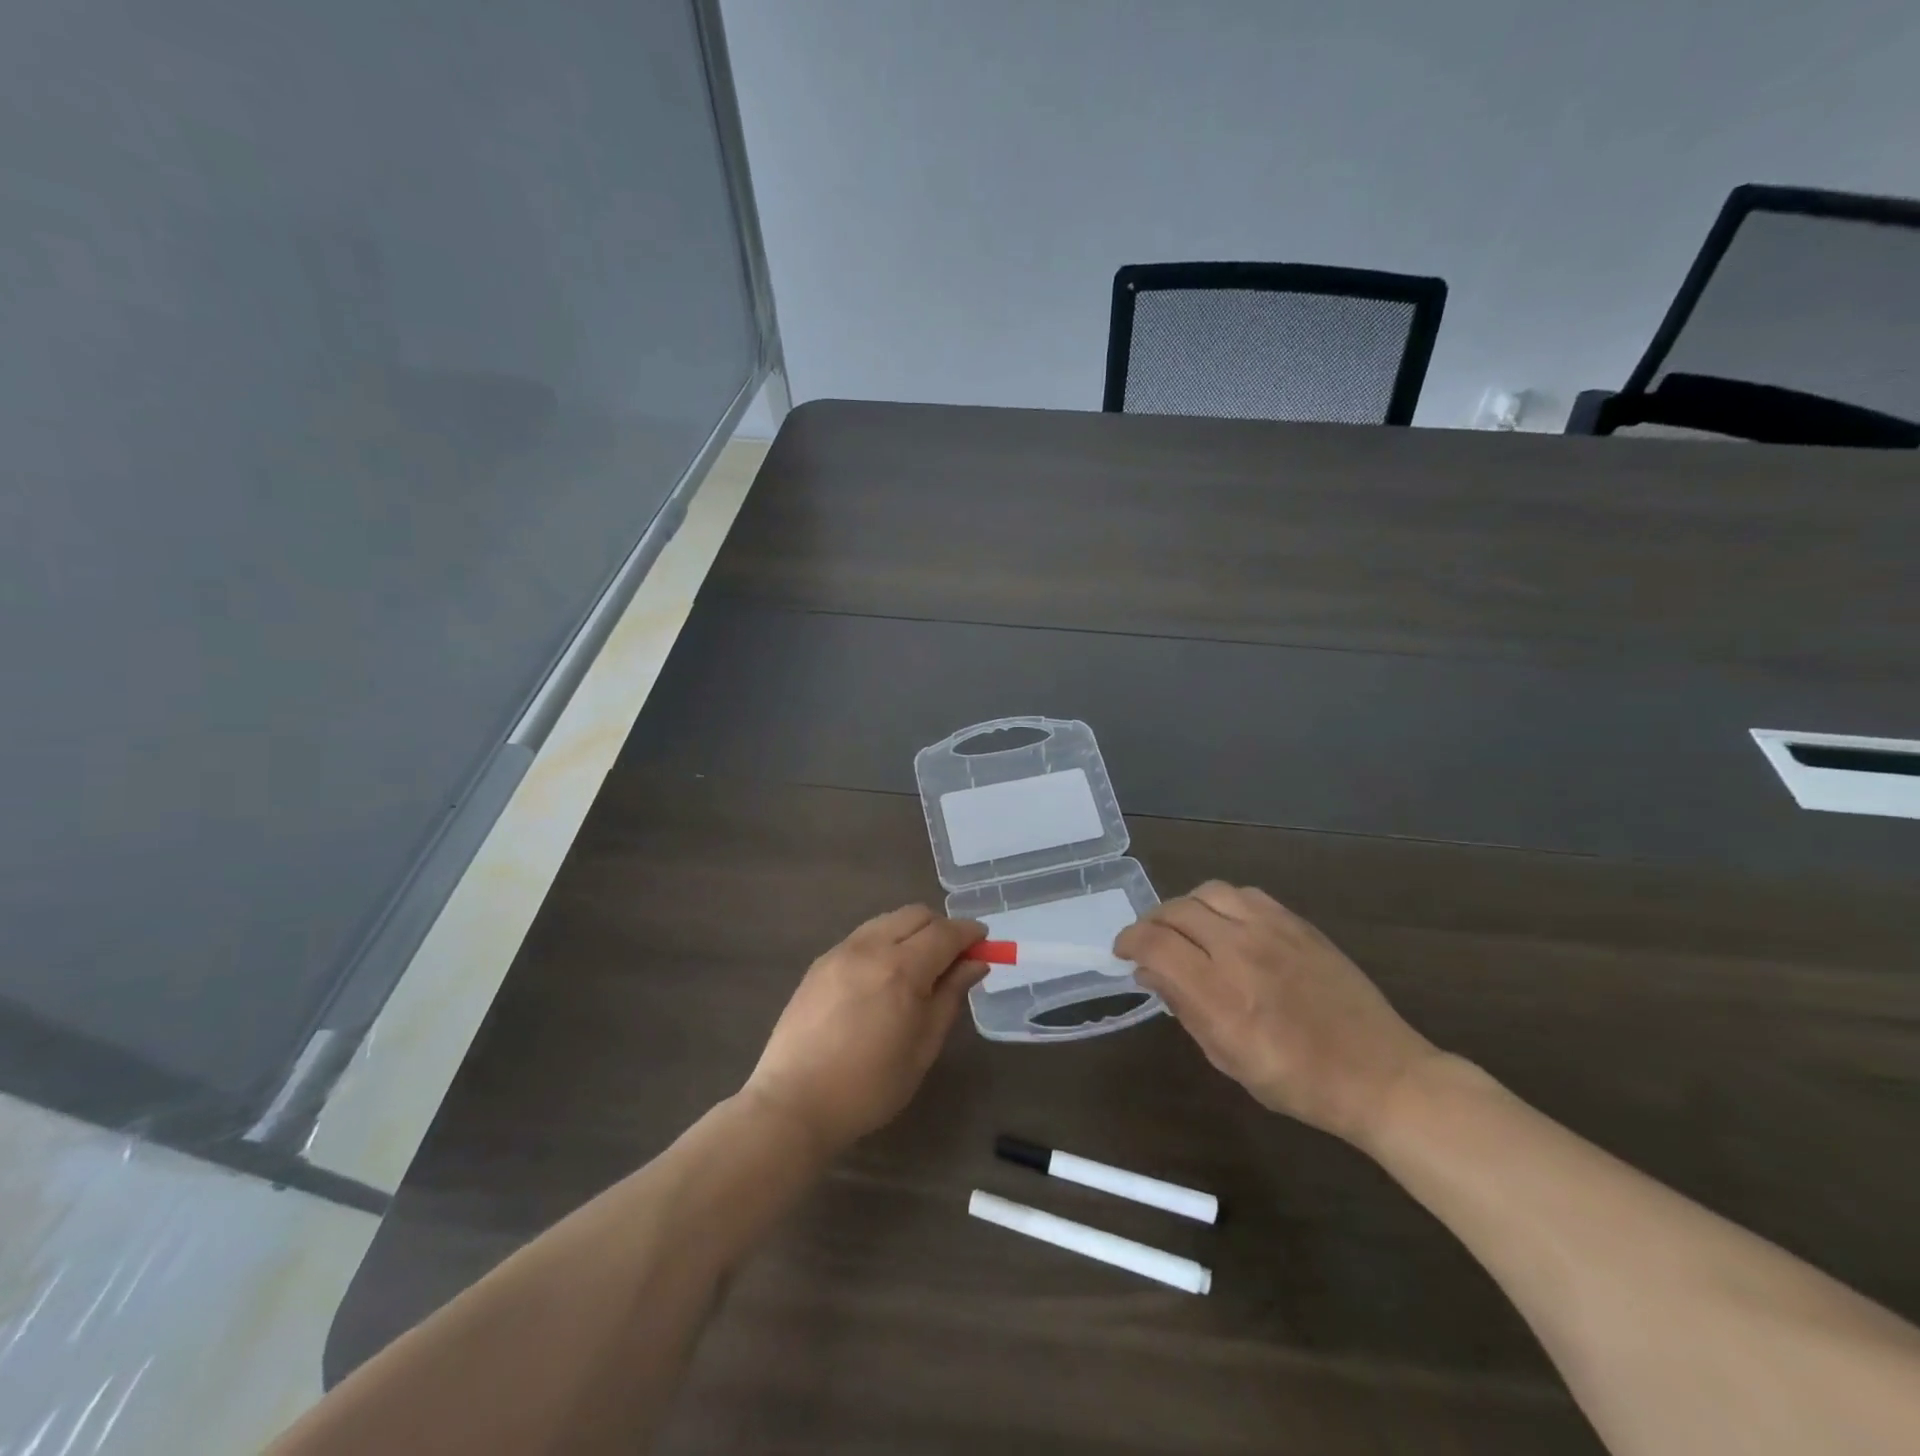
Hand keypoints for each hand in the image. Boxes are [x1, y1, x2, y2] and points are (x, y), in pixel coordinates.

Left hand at [743, 905, 987, 1155]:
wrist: (794, 1103)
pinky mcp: (820, 962)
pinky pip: (863, 936)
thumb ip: (950, 996)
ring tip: (919, 967)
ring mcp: (840, 951)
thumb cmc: (870, 1086)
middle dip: (942, 928)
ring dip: (912, 932)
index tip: (986, 943)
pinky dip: (884, 942)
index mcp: (901, 968)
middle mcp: (870, 947)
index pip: (946, 933)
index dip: (970, 934)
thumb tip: (976, 963)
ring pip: (887, 920)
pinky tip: (883, 976)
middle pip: (916, 915)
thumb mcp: (923, 1046)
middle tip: (954, 959)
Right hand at [1115, 882, 1440, 1146]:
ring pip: (1208, 892)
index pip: (1155, 945)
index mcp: (1221, 995)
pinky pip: (1245, 894)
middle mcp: (1241, 951)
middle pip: (1176, 911)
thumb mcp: (1228, 1059)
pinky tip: (1226, 924)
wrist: (1379, 1074)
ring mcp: (1272, 931)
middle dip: (1151, 924)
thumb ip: (1184, 1008)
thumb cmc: (1297, 1082)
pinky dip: (1222, 903)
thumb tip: (1148, 973)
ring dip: (1185, 907)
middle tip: (1149, 943)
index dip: (1129, 941)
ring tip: (1186, 928)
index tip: (1123, 952)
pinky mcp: (1297, 923)